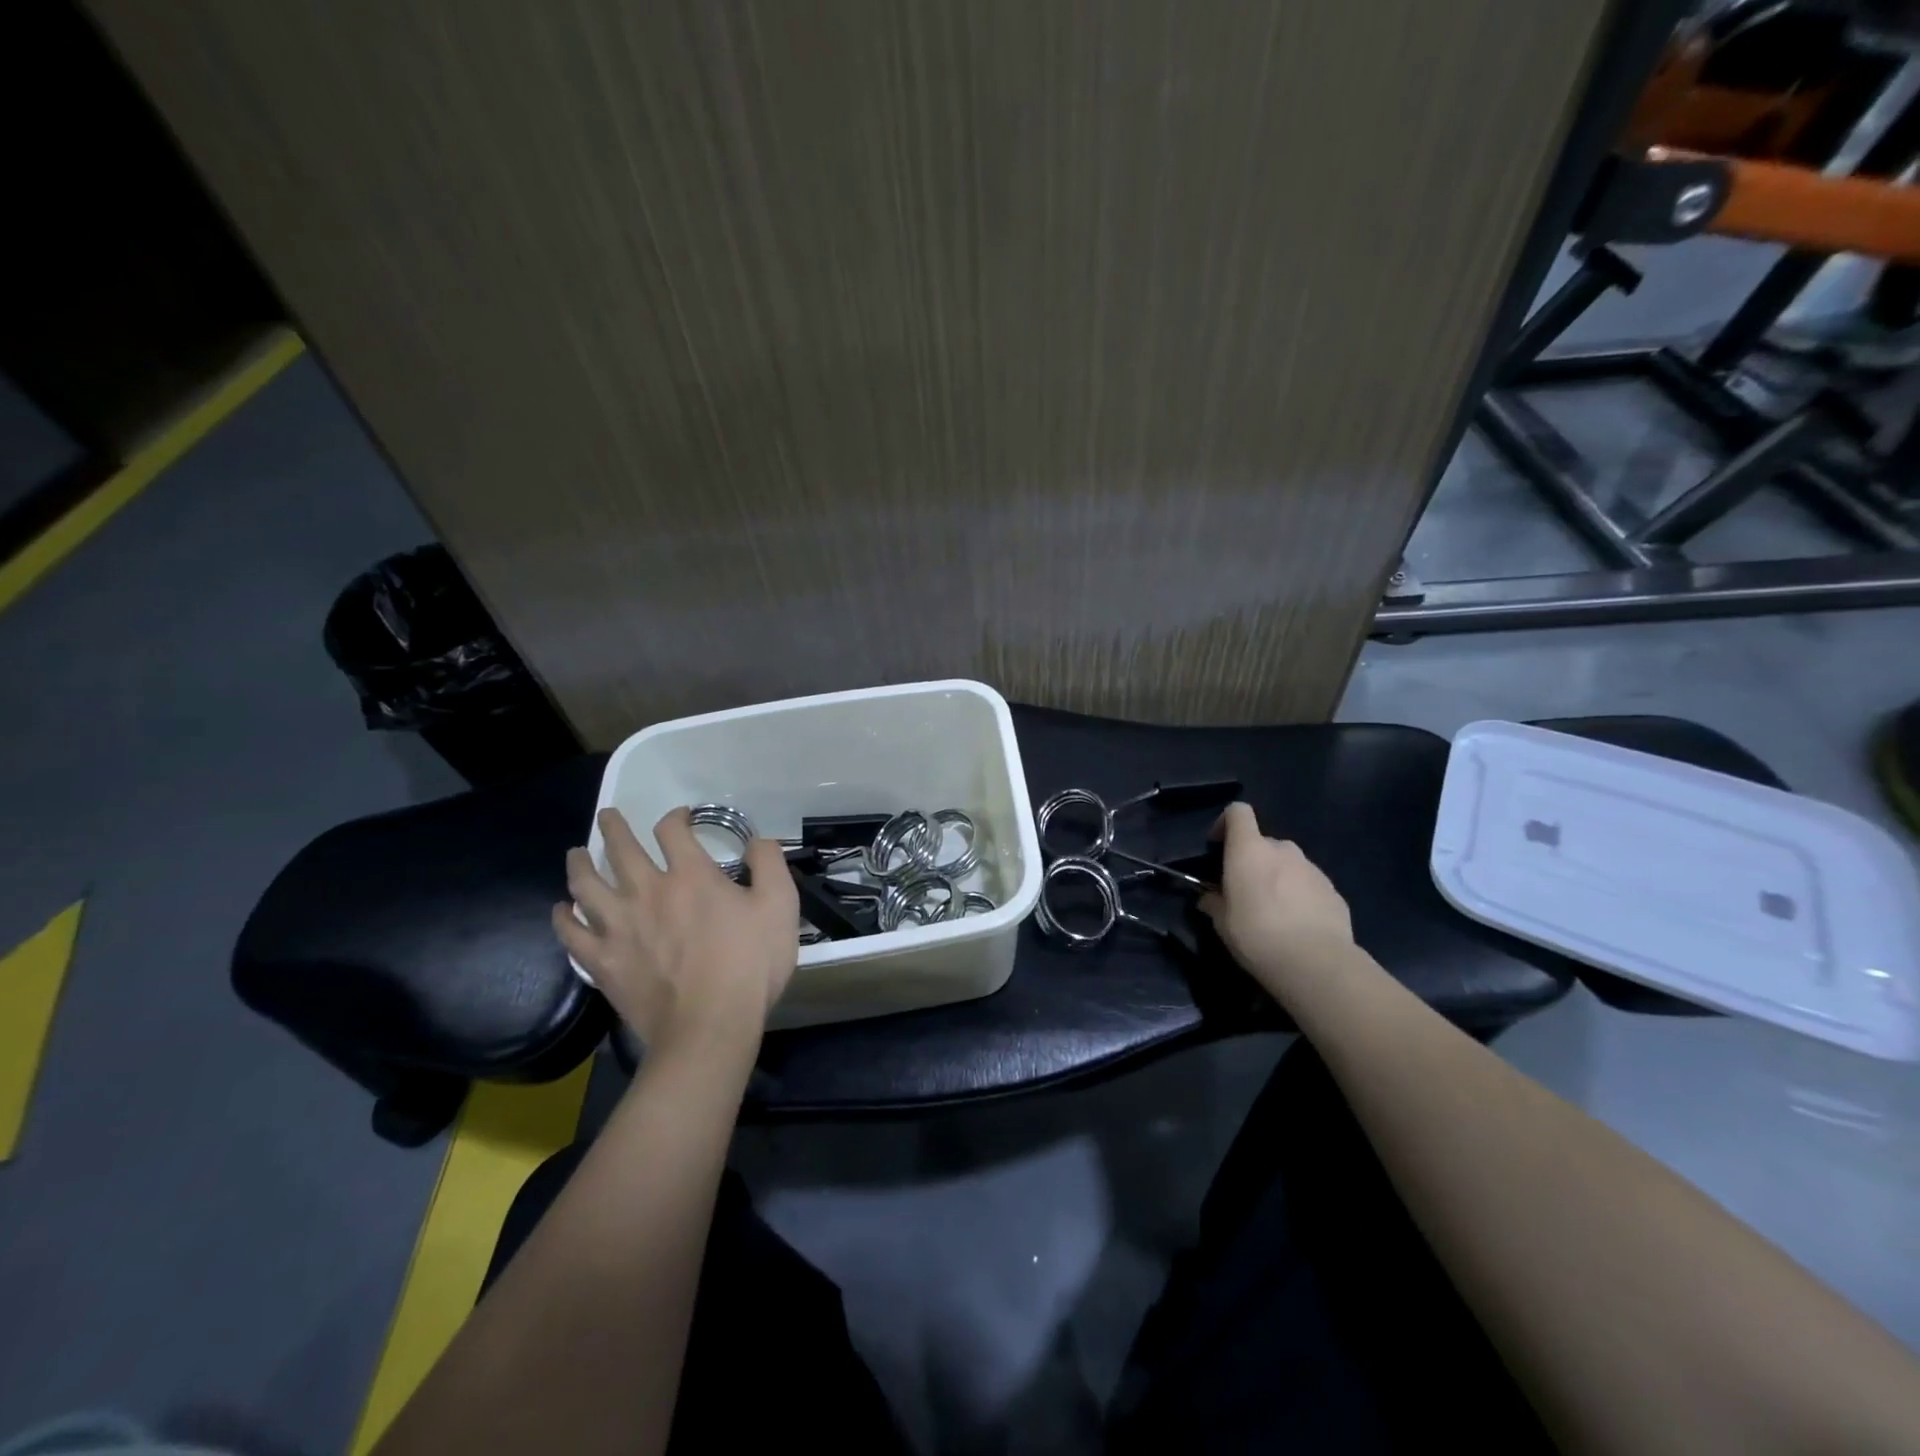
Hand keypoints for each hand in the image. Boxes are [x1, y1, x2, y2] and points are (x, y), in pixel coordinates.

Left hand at [554, 807, 798, 1056]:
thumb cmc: (750, 964)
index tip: (680, 818)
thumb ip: (769, 863)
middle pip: (620, 848)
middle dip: (613, 827)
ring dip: (578, 864)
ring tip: (575, 854)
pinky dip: (562, 917)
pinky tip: (561, 910)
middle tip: (608, 816)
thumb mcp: (780, 906)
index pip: (672, 830)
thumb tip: (757, 839)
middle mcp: (648, 891)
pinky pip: (571, 933)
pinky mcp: (602, 961)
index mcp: (691, 875)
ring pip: (585, 885)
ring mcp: (619, 926)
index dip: (675, 817)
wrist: (710, 1026)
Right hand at [1200, 802, 1354, 1004]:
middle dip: (1253, 860)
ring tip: (1273, 911)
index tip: (1218, 846)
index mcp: (1250, 851)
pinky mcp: (1333, 890)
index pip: (1238, 812)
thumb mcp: (1222, 923)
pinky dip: (1299, 895)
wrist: (1317, 964)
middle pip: (1263, 843)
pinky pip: (1308, 884)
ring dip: (1278, 878)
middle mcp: (1283, 850)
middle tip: (1244, 891)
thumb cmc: (1258, 936)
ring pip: (1288, 864)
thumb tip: (1209, 897)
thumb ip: (1213, 902)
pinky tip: (1297, 924)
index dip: (1226, 823)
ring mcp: (1312, 869)